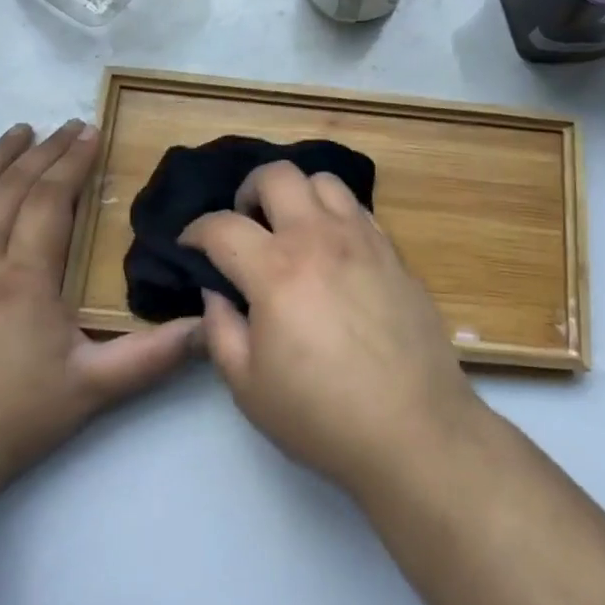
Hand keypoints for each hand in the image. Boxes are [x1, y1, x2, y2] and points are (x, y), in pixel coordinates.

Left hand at [0, 121, 200, 491]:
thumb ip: (154, 355)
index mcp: (24, 277)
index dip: (72, 162)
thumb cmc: (14, 418)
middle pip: (12, 187)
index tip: (91, 132)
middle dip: (44, 151)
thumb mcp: (94, 390)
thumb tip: (208, 326)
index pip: (50, 199)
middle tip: (69, 127)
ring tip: (19, 131)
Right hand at [182, 162, 483, 497]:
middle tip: (245, 224)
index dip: (196, 231)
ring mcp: (362, 238)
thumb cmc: (322, 416)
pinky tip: (332, 249)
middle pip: (277, 175)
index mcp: (276, 270)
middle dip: (248, 190)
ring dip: (297, 195)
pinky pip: (358, 208)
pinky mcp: (393, 251)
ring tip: (291, 228)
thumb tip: (217, 292)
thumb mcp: (249, 387)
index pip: (222, 226)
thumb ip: (222, 330)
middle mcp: (318, 238)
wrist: (414, 428)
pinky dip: (334, 214)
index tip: (191, 246)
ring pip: (323, 181)